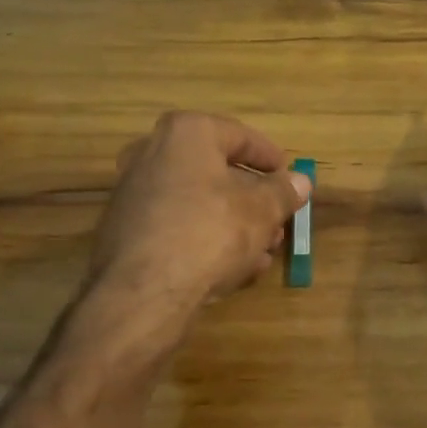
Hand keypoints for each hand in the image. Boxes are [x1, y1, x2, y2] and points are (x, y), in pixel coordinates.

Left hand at [88, 111, 310, 332]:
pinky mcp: (125, 232)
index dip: (270, 158)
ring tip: (264, 250)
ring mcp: (134, 194)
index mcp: (186, 133)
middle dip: (253, 198)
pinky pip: (177, 226)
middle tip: (278, 218)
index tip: (289, 176)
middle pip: (216, 171)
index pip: (239, 136)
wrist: (141, 294)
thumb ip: (283, 192)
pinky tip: (234, 269)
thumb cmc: (209, 232)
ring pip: (198, 202)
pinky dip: (206, 239)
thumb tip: (301, 181)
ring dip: (234, 223)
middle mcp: (153, 154)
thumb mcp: (261, 211)